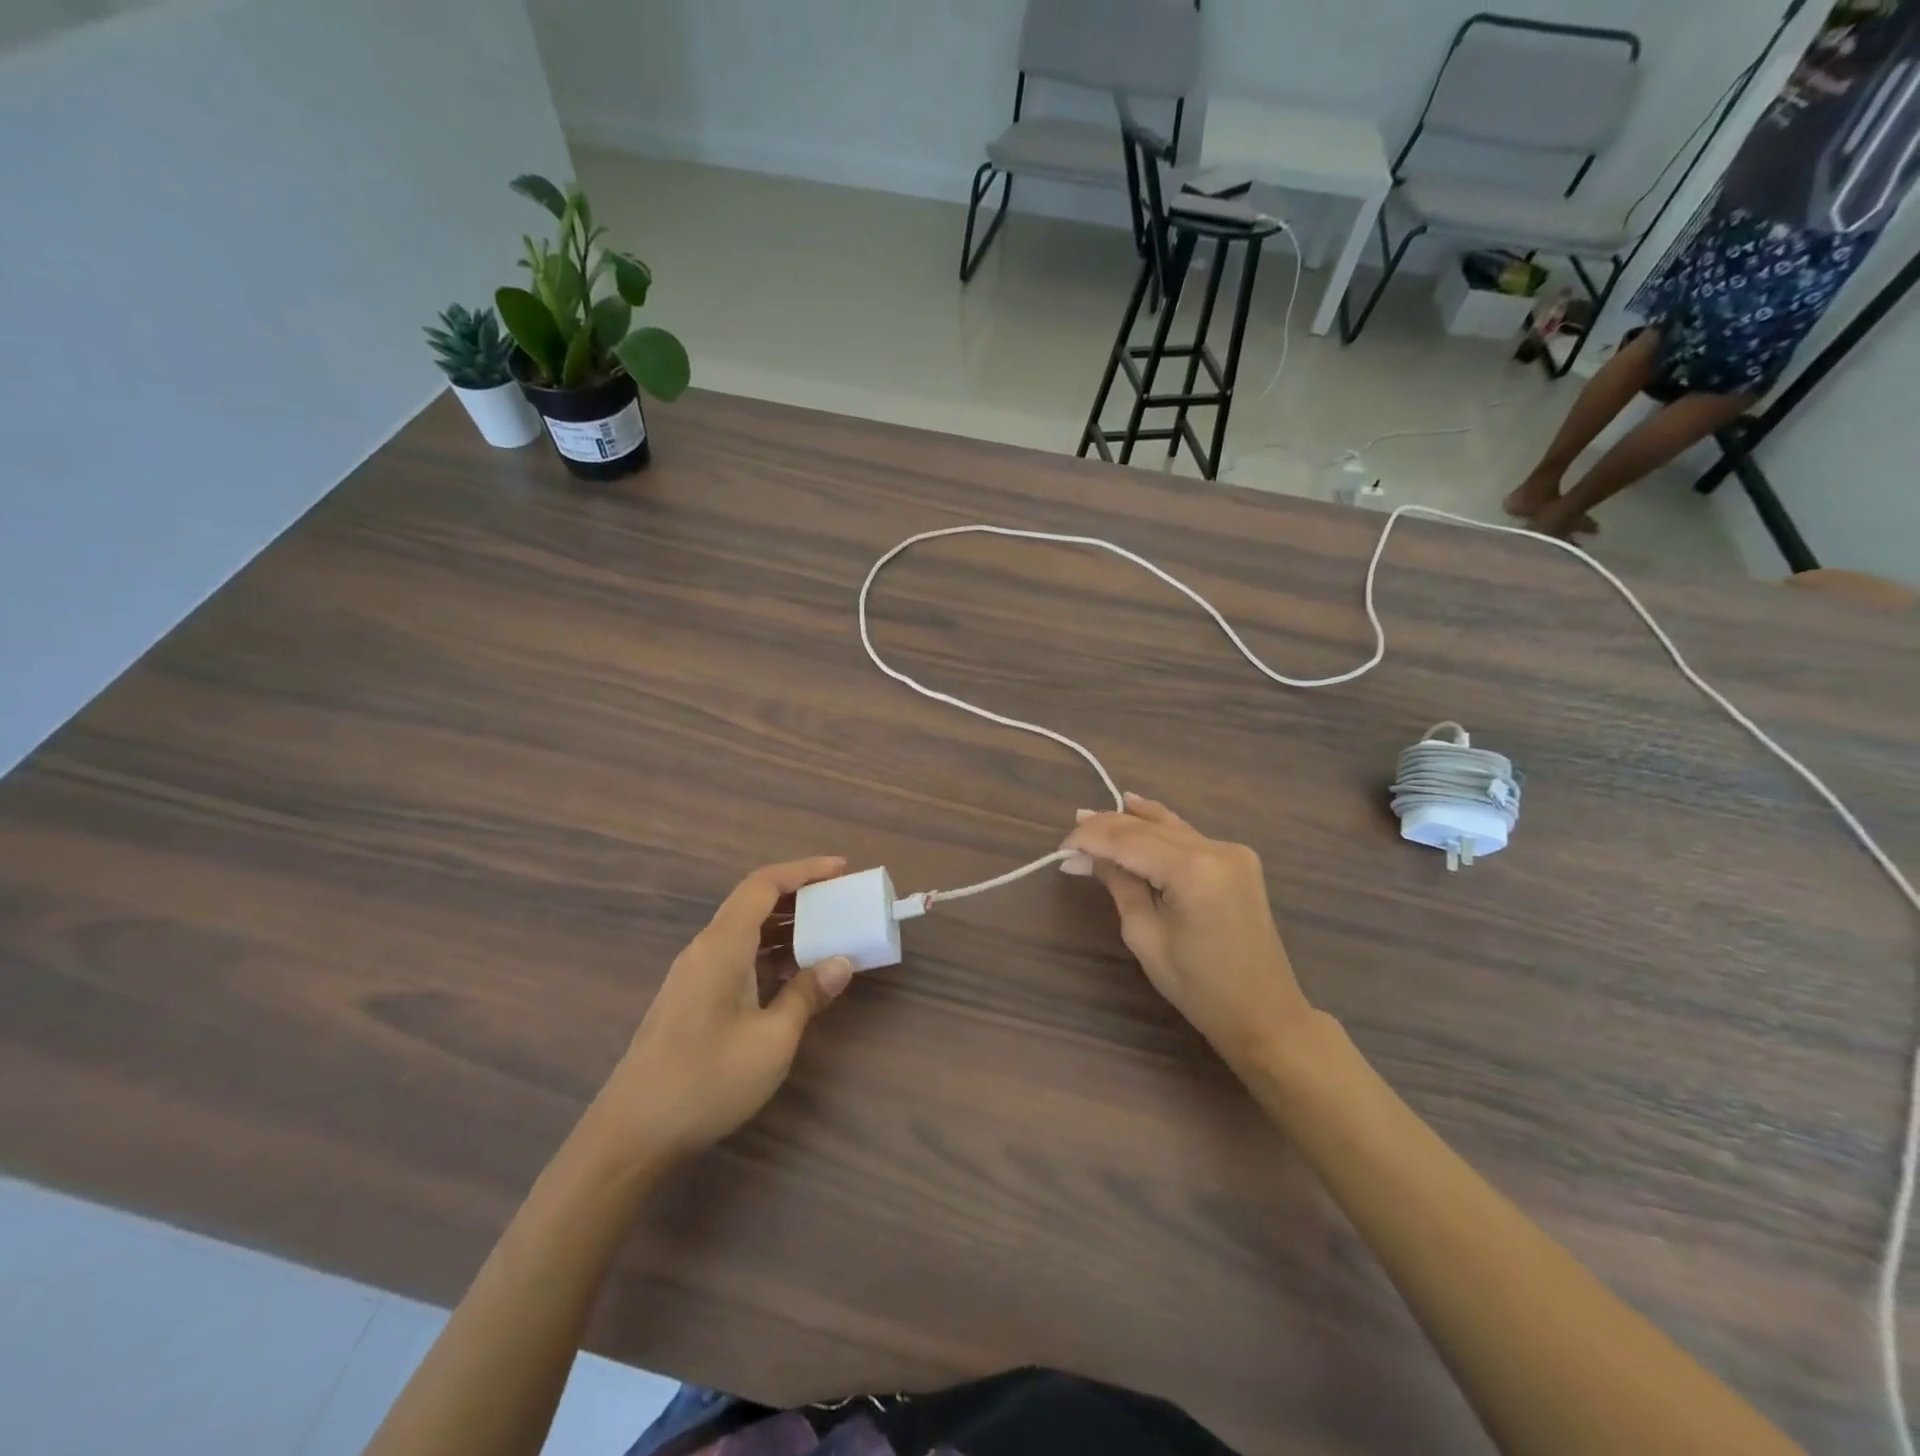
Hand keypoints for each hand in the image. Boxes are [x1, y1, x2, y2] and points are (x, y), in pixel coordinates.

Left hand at [591, 857, 855, 1167]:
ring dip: (785, 925)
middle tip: (840, 900)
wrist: (632, 1133)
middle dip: (799, 894)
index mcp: (722, 946)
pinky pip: (737, 955)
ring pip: (745, 930)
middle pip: (753, 902)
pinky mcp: (691, 996)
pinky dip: (769, 952)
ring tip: (827, 932)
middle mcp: (705, 948)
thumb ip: (806, 995)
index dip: (804, 870)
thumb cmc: (706, 1081)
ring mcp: (694, 973)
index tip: (842, 869)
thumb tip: (842, 963)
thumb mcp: (771, 1040)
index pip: (763, 885)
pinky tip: (793, 973)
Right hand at [1064, 795, 1312, 1073]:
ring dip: (1130, 822)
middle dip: (1106, 828)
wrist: (1265, 1013)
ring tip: (1092, 816)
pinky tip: (1136, 810)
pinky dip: (1157, 828)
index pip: (1128, 840)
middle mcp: (1215, 849)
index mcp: (1193, 870)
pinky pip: (1186, 835)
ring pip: (1168, 825)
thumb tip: (1086, 857)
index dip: (1091, 839)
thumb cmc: (1199, 987)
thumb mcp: (1145, 936)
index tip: (1061, 848)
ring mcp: (1231, 851)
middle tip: (1070, 831)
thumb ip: (1119, 885)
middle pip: (1147, 828)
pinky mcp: (1237, 860)